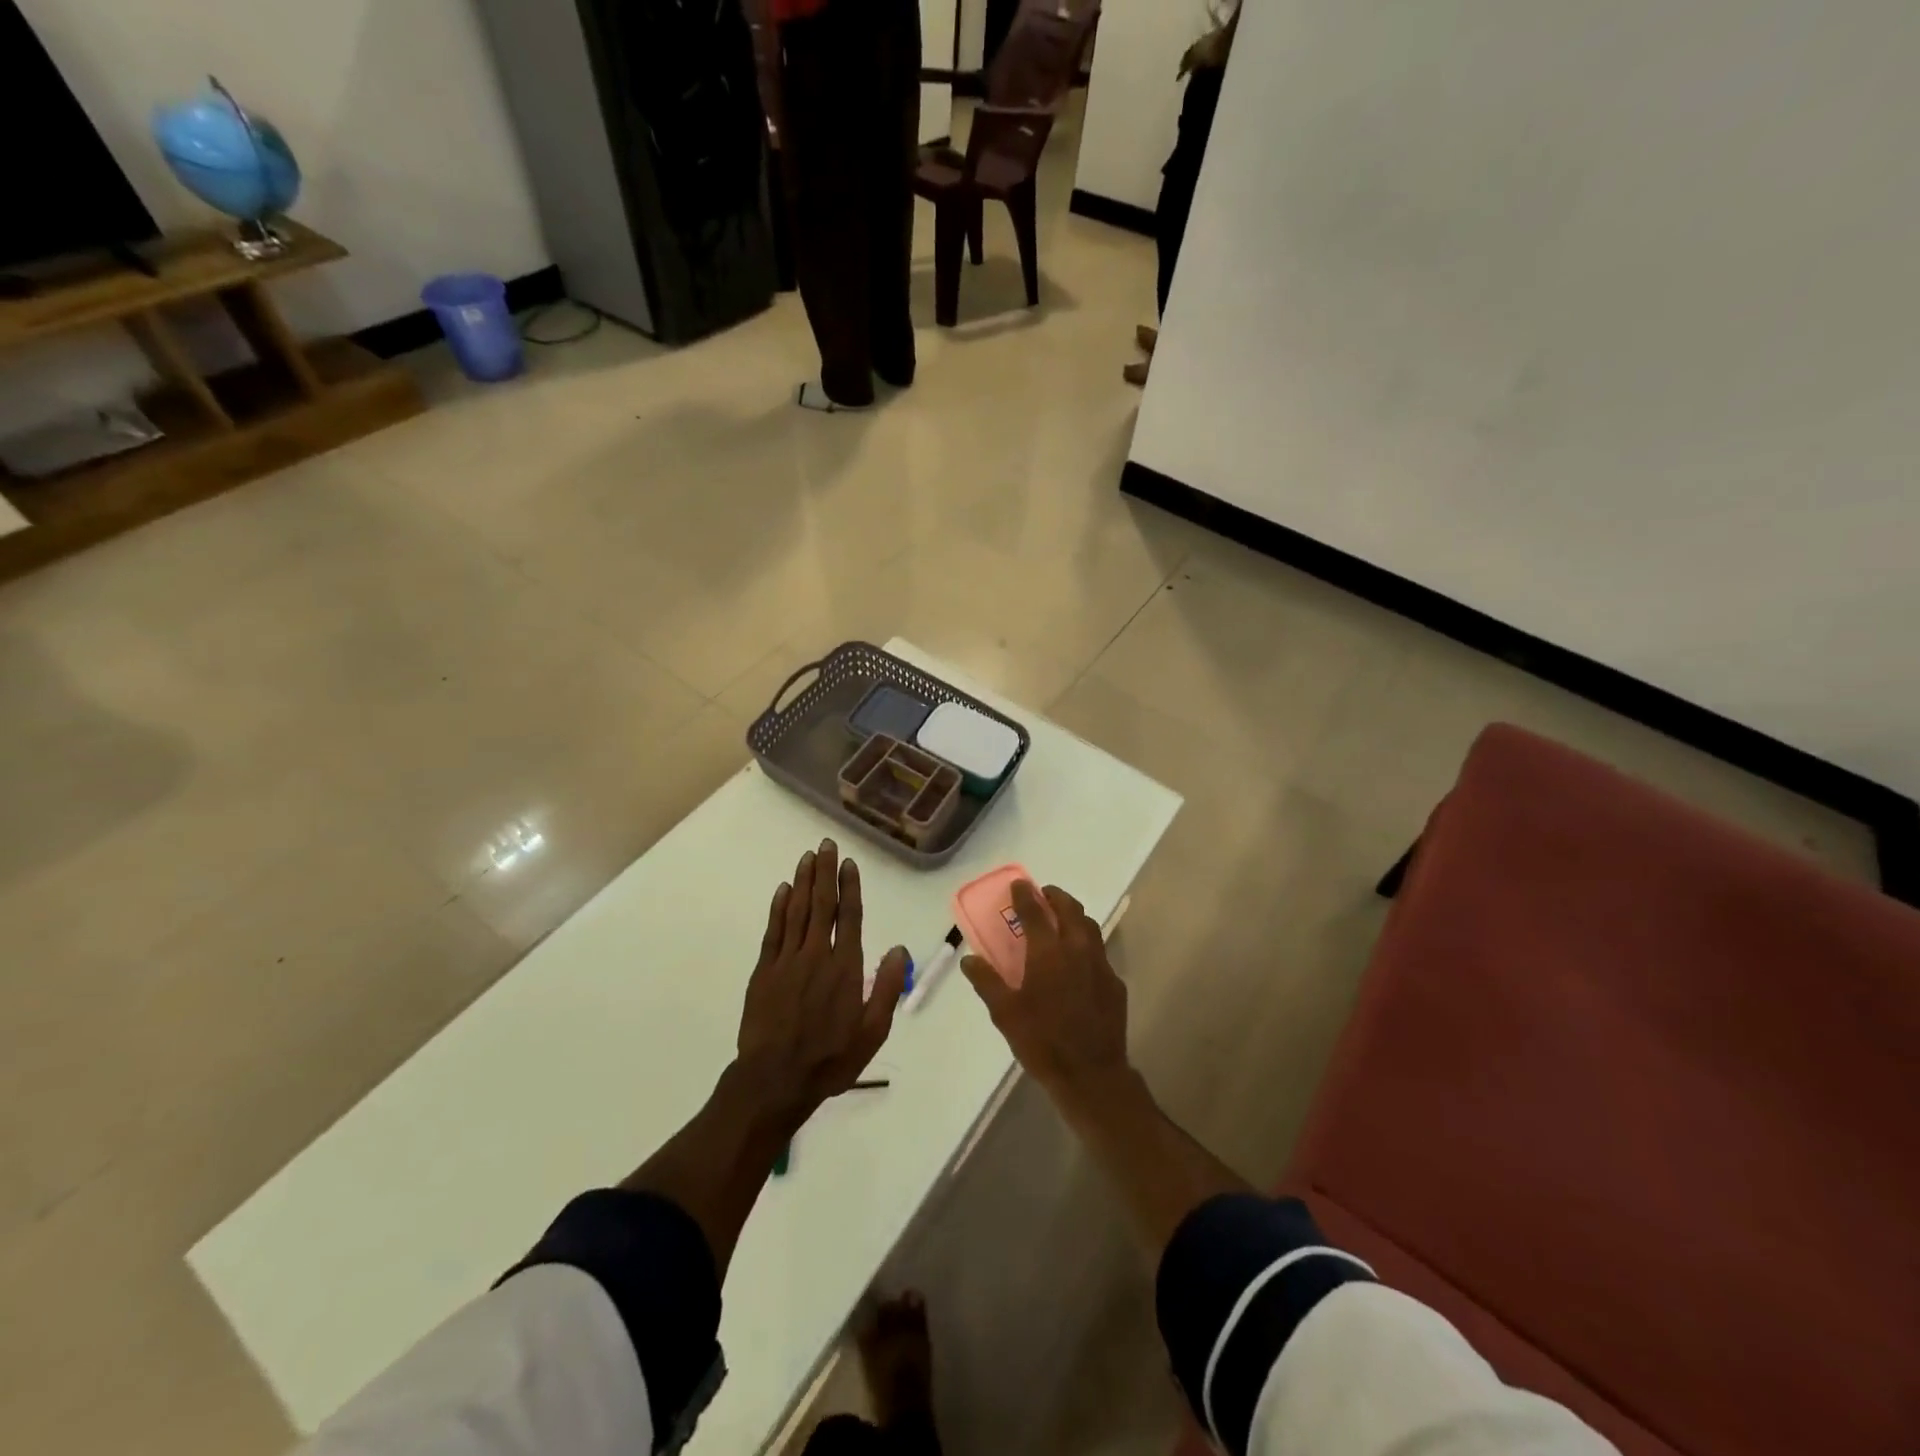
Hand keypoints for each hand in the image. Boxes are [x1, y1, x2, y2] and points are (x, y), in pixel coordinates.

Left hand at [735, 839, 908, 1130]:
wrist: (775, 1080)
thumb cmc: (830, 1059)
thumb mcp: (872, 1031)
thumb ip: (886, 988)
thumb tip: (899, 949)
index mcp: (845, 968)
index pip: (849, 917)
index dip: (850, 887)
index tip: (848, 864)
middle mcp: (816, 955)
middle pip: (822, 905)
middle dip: (825, 873)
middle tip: (826, 844)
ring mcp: (787, 961)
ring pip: (797, 911)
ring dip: (803, 882)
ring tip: (808, 857)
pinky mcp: (764, 971)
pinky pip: (773, 931)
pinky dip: (779, 908)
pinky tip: (783, 890)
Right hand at [960, 881, 1129, 1098]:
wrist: (1091, 1075)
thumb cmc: (1042, 1041)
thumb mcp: (1005, 1013)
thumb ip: (987, 981)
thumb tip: (969, 959)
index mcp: (1048, 952)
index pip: (1034, 911)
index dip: (1024, 895)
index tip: (1018, 884)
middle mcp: (1077, 949)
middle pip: (1069, 909)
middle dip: (1055, 897)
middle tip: (1042, 895)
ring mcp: (1100, 964)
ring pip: (1089, 926)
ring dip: (1074, 915)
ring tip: (1061, 919)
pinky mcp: (1115, 983)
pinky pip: (1099, 952)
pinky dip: (1086, 944)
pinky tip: (1078, 961)